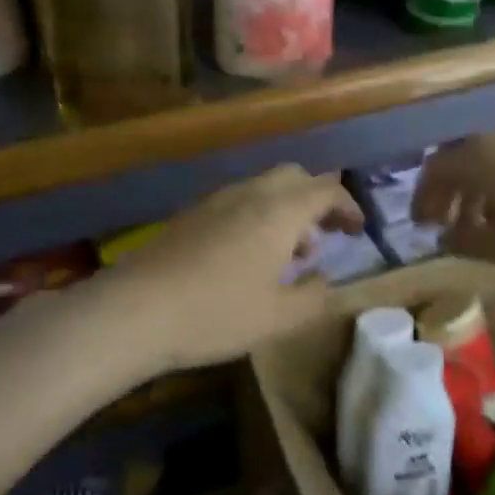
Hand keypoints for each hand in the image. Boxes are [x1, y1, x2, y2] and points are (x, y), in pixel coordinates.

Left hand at [104, 165, 364, 372]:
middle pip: (294, 177)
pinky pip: (239, 201)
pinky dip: (259, 216)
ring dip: (287, 210)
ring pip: (264, 188)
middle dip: (317, 200)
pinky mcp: (191, 214)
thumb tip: (325, 281)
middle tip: (326, 235)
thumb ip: (314, 298)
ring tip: (291, 254)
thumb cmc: (217, 312)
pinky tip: (250, 257)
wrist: (135, 309)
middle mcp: (250, 193)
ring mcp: (216, 201)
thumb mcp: (278, 317)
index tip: (358, 231)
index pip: (326, 189)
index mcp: (279, 211)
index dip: (348, 206)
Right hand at [413, 124, 494, 273]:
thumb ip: (463, 241)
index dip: (422, 198)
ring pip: (486, 156)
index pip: (434, 170)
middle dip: (446, 190)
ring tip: (476, 221)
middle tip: (442, 221)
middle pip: (458, 158)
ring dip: (473, 186)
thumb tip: (444, 237)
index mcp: (478, 156)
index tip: (421, 225)